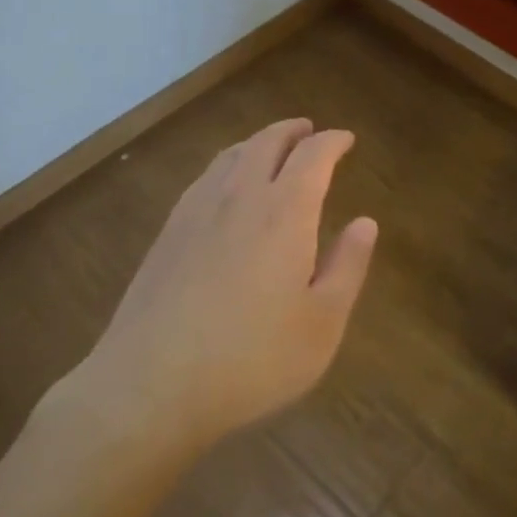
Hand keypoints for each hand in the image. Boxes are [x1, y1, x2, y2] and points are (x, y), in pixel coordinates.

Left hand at [76, 119, 377, 449]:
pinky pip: (205, 177)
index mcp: (285, 211)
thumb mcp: (322, 323)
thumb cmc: (252, 359)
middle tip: (309, 131)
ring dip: (258, 142)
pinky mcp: (168, 232)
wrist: (151, 385)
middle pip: (267, 142)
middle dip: (293, 131)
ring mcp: (197, 210)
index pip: (313, 155)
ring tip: (271, 148)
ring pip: (232, 155)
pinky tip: (226, 186)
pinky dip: (227, 165)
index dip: (333, 142)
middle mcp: (240, 196)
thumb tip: (365, 222)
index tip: (346, 139)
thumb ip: (348, 266)